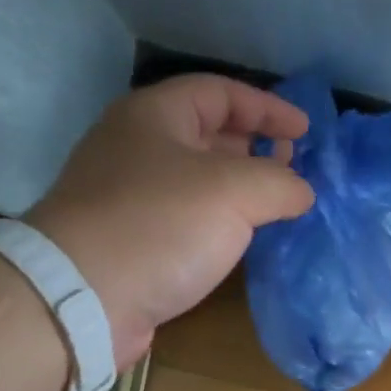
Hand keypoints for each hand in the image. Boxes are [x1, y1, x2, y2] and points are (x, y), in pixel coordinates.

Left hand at [28, 75, 312, 365]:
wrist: (84, 297)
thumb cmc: (159, 227)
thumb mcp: (233, 191)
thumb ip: (279, 182)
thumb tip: (301, 191)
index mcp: (154, 116)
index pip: (220, 92)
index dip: (268, 107)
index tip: (306, 133)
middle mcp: (137, 148)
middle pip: (207, 134)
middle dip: (254, 147)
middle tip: (292, 170)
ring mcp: (130, 197)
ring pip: (197, 181)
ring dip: (239, 189)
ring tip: (276, 207)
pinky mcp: (131, 241)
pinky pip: (186, 218)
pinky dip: (219, 222)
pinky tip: (241, 241)